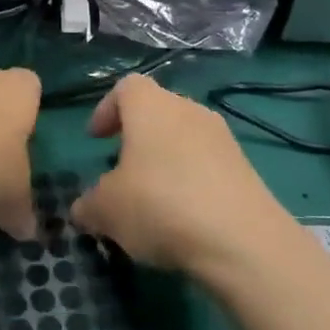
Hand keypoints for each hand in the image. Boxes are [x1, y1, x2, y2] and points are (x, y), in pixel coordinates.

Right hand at [70, 75, 286, 272]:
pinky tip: (184, 218)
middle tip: (121, 170)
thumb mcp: (106, 210)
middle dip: (137, 137)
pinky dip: (192, 182)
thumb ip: (88, 205)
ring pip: (184, 139)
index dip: (107, 110)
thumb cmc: (160, 206)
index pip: (125, 88)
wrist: (243, 242)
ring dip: (165, 161)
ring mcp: (223, 139)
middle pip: (157, 111)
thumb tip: (83, 210)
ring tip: (152, 199)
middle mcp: (188, 111)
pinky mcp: (247, 169)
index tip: (96, 140)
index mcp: (151, 106)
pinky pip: (208, 165)